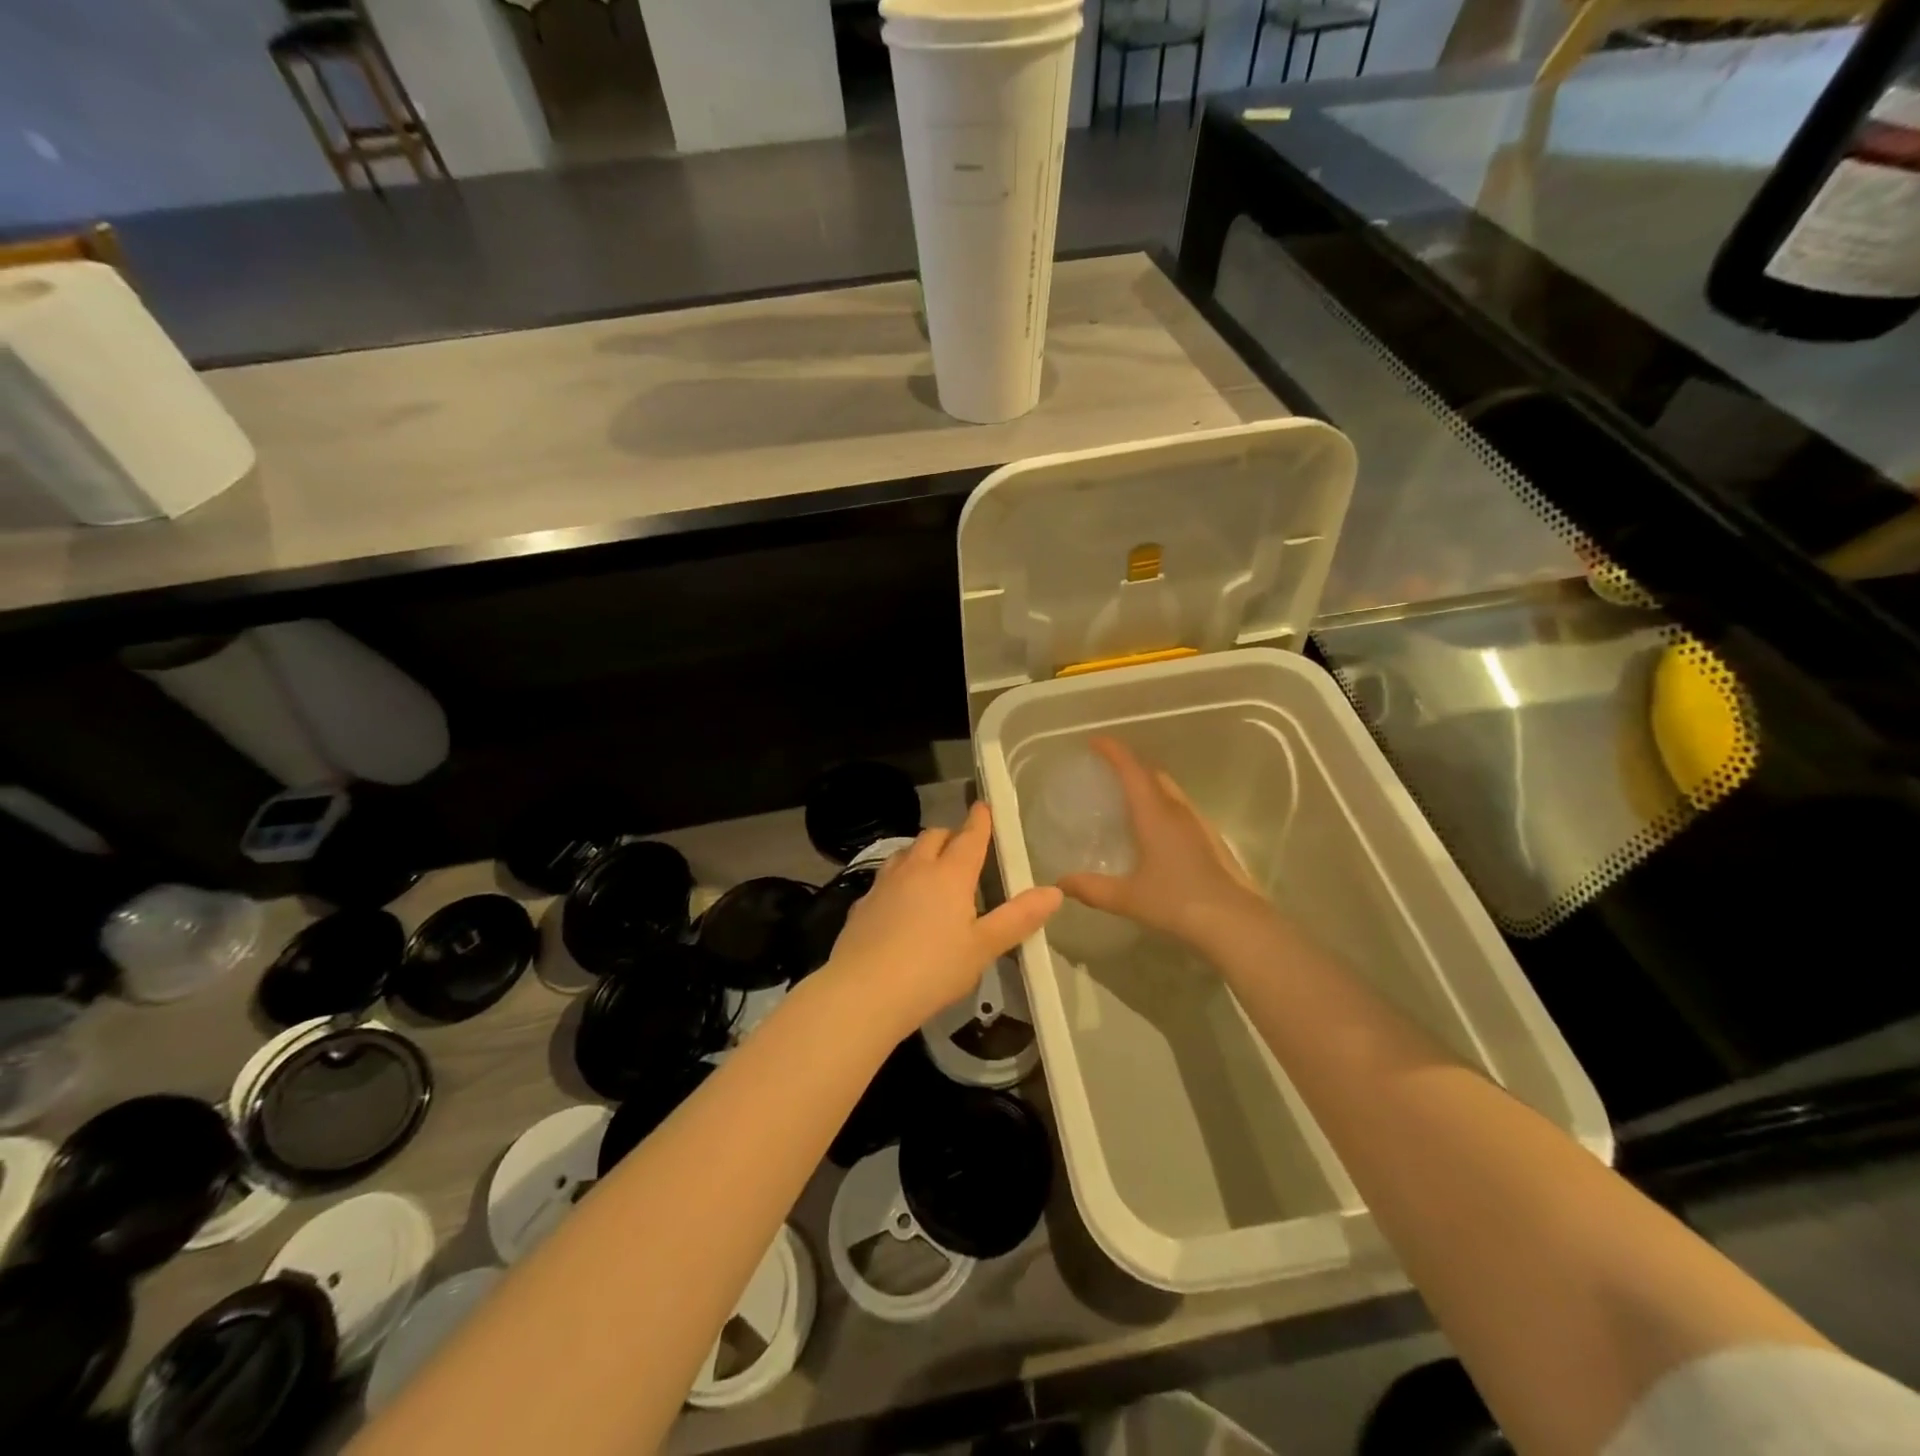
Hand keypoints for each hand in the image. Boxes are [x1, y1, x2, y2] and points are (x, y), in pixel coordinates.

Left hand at [825, 801, 1060, 1035]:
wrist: (863, 991)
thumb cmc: (933, 969)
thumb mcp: (983, 947)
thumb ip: (1018, 918)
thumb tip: (1054, 892)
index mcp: (950, 874)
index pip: (969, 837)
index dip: (980, 821)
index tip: (983, 807)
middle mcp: (916, 869)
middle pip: (934, 836)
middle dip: (950, 835)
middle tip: (962, 846)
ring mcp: (884, 883)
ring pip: (906, 852)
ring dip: (922, 852)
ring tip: (932, 868)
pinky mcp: (862, 903)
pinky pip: (885, 877)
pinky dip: (899, 877)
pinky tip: (899, 900)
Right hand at [1057, 737, 1267, 948]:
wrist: (1234, 923)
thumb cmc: (1176, 902)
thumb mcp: (1127, 898)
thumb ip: (1091, 888)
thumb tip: (1060, 883)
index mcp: (1154, 814)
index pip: (1131, 770)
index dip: (1113, 751)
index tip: (1095, 741)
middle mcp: (1177, 811)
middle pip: (1153, 774)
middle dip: (1130, 765)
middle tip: (1108, 771)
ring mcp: (1198, 824)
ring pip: (1170, 791)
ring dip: (1148, 785)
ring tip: (1128, 798)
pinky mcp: (1210, 840)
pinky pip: (1180, 810)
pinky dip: (1162, 806)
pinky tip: (1155, 831)